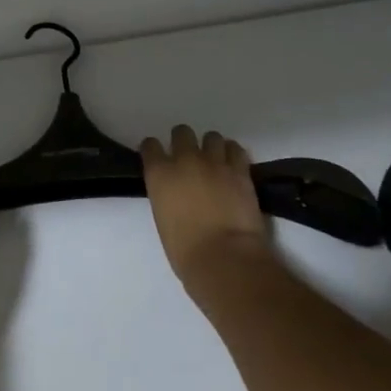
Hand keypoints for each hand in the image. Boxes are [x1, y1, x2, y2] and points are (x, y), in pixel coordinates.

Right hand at [140, 125, 275, 299]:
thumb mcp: (163, 218)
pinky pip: (235, 149)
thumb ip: (166, 196)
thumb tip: (176, 193)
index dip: (154, 150)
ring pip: (211, 136)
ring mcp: (214, 162)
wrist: (224, 258)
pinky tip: (232, 166)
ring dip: (211, 147)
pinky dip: (232, 154)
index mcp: (159, 174)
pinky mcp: (240, 170)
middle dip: (184, 142)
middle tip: (189, 159)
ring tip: (215, 162)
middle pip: (182, 132)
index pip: (150, 146)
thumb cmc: (185, 251)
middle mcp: (184, 160)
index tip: (158, 158)